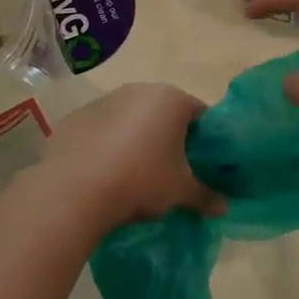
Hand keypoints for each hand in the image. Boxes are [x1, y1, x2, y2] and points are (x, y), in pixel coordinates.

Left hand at [33, 83, 222, 232]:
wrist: (74, 189)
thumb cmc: (140, 180)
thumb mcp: (180, 192)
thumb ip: (205, 196)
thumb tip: (224, 208)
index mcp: (170, 99)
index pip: (199, 113)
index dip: (204, 139)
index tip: (201, 164)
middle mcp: (139, 90)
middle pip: (164, 112)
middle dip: (169, 137)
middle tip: (171, 171)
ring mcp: (105, 100)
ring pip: (131, 118)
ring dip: (136, 139)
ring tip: (133, 174)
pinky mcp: (77, 116)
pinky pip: (102, 128)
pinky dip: (107, 144)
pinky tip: (103, 172)